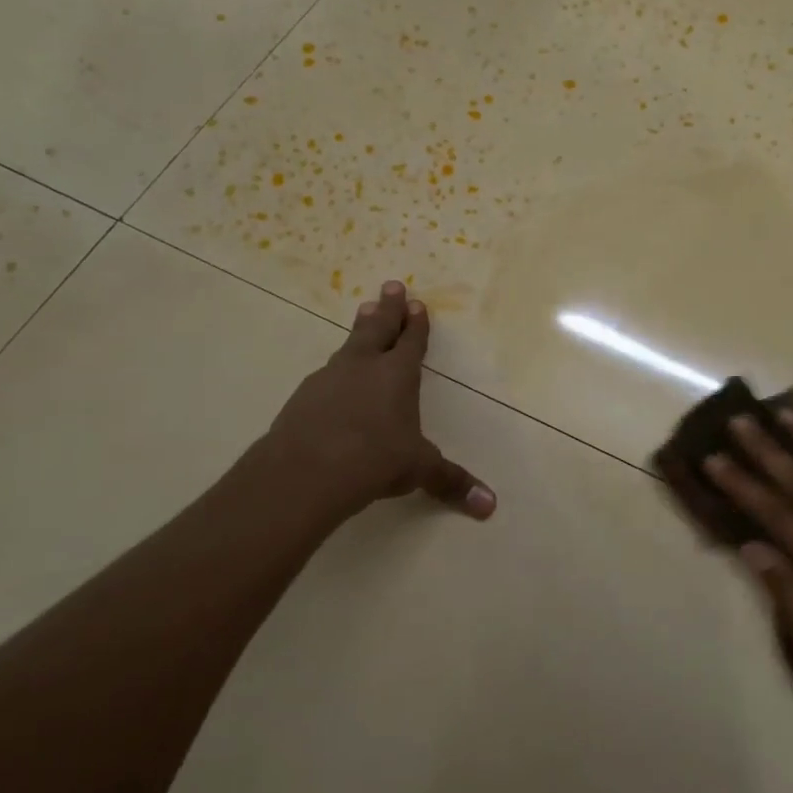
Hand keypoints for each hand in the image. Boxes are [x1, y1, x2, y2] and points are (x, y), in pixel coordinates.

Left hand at [264, 280, 494, 520]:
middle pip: (377, 328)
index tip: (416, 303)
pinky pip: (326, 375)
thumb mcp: (418, 470)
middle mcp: (363, 367)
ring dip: (359, 329)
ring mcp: (329, 378)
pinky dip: (335, 370)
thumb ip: (451, 482)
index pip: (411, 341)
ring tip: (363, 313)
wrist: (306, 470)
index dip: (416, 324)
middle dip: (388, 308)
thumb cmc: (374, 460)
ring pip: (349, 346)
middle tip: (390, 286)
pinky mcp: (303, 397)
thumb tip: (490, 506)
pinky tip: (333, 377)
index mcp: (397, 375)